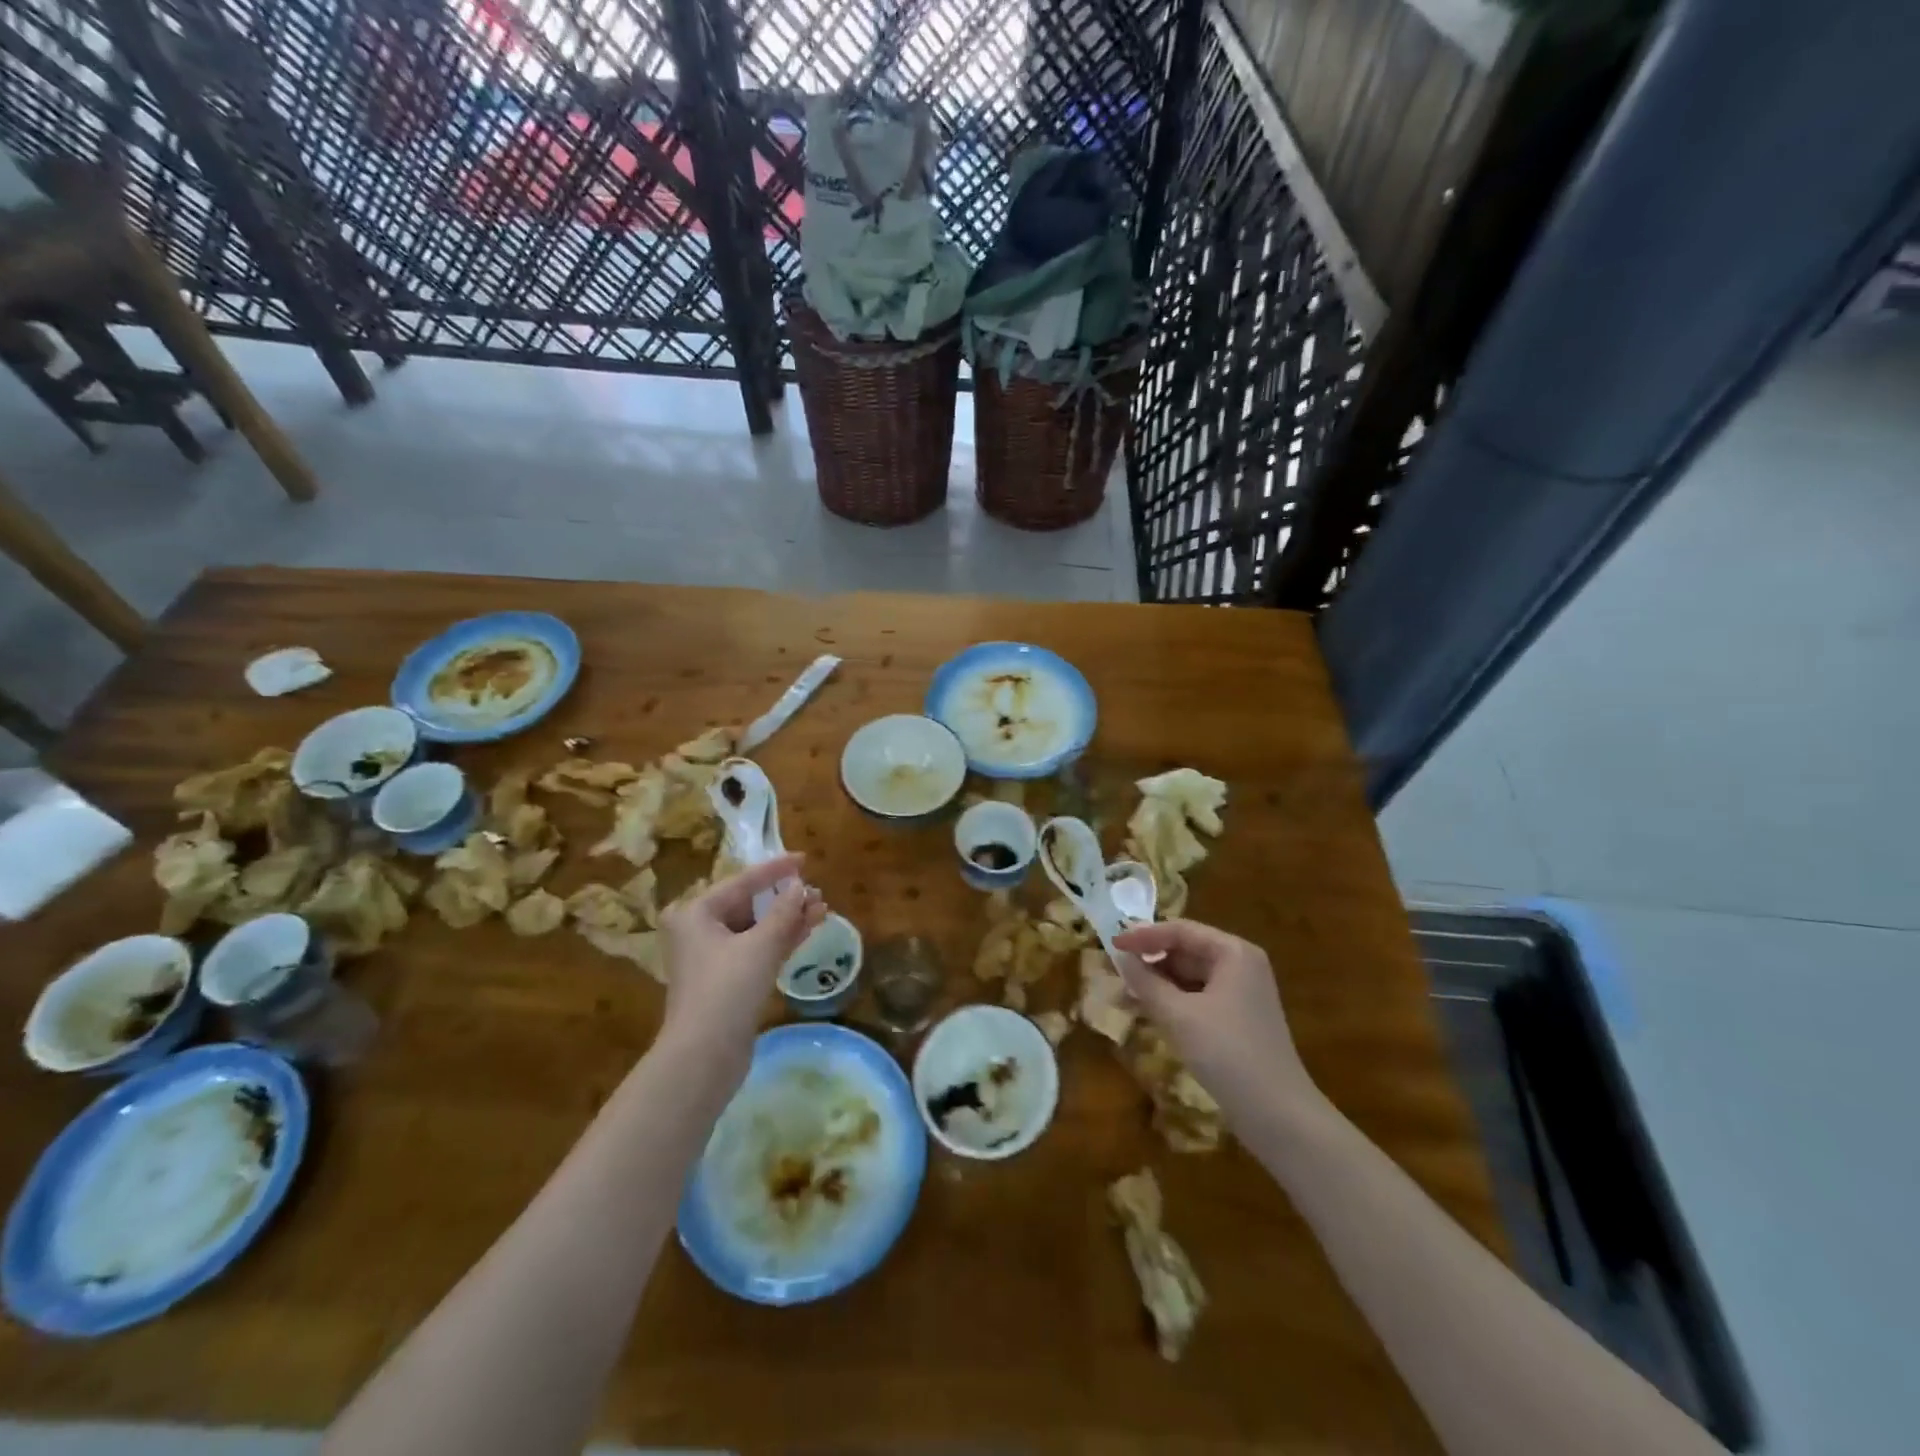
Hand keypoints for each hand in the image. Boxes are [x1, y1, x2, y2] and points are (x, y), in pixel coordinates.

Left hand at [659, 854, 824, 1077]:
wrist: (704, 1056)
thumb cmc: (727, 989)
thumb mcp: (761, 945)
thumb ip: (784, 911)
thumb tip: (802, 887)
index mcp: (695, 913)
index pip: (742, 881)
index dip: (776, 870)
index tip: (805, 859)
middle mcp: (698, 930)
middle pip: (749, 904)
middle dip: (785, 899)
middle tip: (818, 892)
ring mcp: (712, 958)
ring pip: (756, 928)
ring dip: (788, 919)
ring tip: (822, 909)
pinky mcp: (727, 981)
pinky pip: (757, 949)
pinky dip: (781, 939)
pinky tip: (808, 929)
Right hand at [1112, 919, 1317, 1117]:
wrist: (1278, 1115)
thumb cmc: (1227, 1053)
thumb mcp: (1178, 1015)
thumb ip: (1146, 982)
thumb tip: (1121, 957)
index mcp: (1234, 953)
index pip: (1181, 931)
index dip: (1144, 935)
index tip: (1112, 943)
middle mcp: (1242, 965)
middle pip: (1187, 950)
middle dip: (1151, 960)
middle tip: (1116, 970)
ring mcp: (1243, 994)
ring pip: (1192, 976)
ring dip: (1159, 982)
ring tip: (1126, 992)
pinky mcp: (1239, 1020)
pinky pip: (1199, 997)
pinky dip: (1174, 1000)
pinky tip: (1150, 1011)